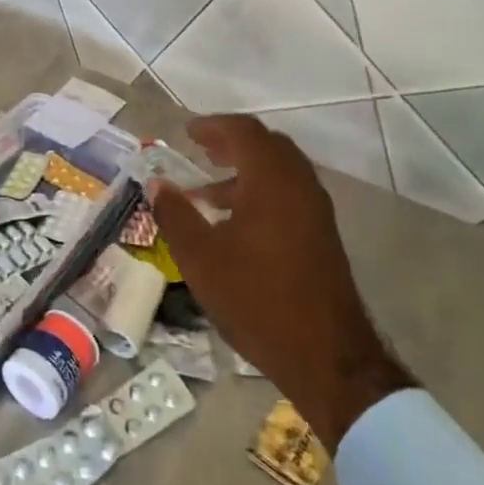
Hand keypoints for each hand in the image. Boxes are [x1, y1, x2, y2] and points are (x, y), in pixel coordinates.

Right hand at [149, 115, 415, 452]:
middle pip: (267, 145)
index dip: (213, 126)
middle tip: (200, 151)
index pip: (244, 132)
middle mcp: (300, 186)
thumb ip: (176, 214)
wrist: (327, 358)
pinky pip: (289, 194)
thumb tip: (156, 184)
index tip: (187, 132)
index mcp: (272, 182)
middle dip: (231, 143)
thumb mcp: (201, 258)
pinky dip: (260, 191)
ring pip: (280, 171)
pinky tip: (235, 223)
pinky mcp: (322, 236)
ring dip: (245, 170)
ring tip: (208, 192)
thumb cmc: (256, 300)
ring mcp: (316, 212)